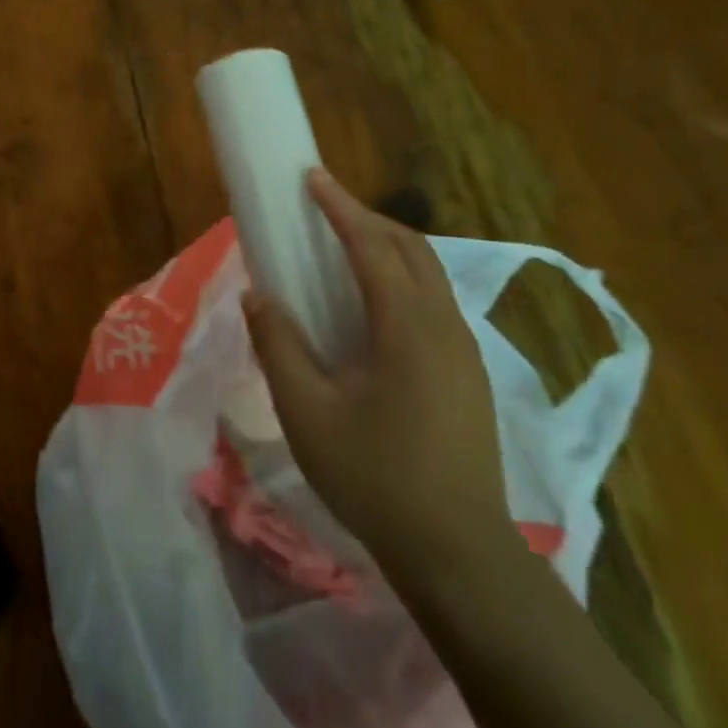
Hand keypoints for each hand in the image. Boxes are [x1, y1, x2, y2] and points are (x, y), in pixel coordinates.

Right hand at [243, 169, 514, 589]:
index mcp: (406, 326)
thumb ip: (279, 345)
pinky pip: (434, 301)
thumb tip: (258, 296)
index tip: (312, 177)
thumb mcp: (306, 412)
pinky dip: (402, 278)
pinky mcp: (469, 373)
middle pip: (411, 248)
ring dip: (388, 246)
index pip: (373, 245)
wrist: (456, 551)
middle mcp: (444, 325)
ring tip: (345, 246)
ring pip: (429, 274)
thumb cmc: (374, 477)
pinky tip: (375, 305)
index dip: (340, 206)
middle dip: (367, 217)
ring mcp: (464, 350)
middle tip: (324, 208)